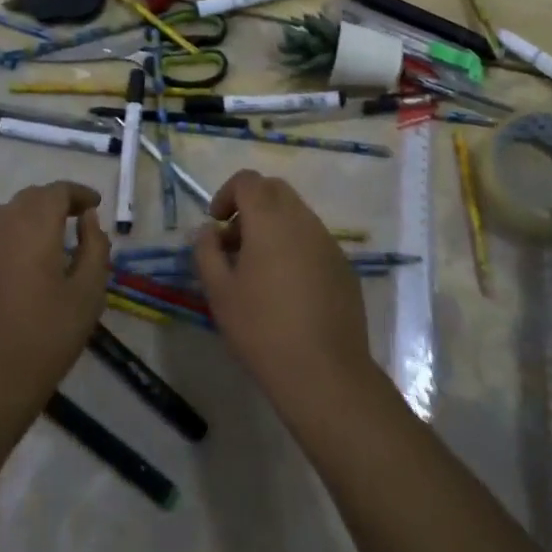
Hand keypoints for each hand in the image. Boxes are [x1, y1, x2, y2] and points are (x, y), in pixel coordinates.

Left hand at [0, 181, 109, 429]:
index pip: (57, 191)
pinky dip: (8, 232)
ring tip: (48, 234)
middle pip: (30, 197)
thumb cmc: (49, 335)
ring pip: (5, 211)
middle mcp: (1, 224)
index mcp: (34, 226)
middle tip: (78, 218)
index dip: (78, 193)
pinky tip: (20, 257)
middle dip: (56, 202)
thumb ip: (94, 246)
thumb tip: (87, 218)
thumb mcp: (89, 292)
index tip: (95, 205)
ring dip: (29, 214)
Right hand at [191, 170, 376, 419]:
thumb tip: (208, 231)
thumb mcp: (219, 292)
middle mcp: (303, 220)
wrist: (324, 371)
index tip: (216, 224)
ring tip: (258, 269)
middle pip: (275, 190)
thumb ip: (207, 252)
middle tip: (234, 243)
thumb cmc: (262, 329)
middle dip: (250, 205)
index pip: (248, 180)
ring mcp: (328, 242)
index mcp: (270, 220)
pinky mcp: (343, 265)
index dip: (227, 194)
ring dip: (273, 226)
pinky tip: (287, 288)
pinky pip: (314, 240)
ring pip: (297, 214)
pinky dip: (295, 246)